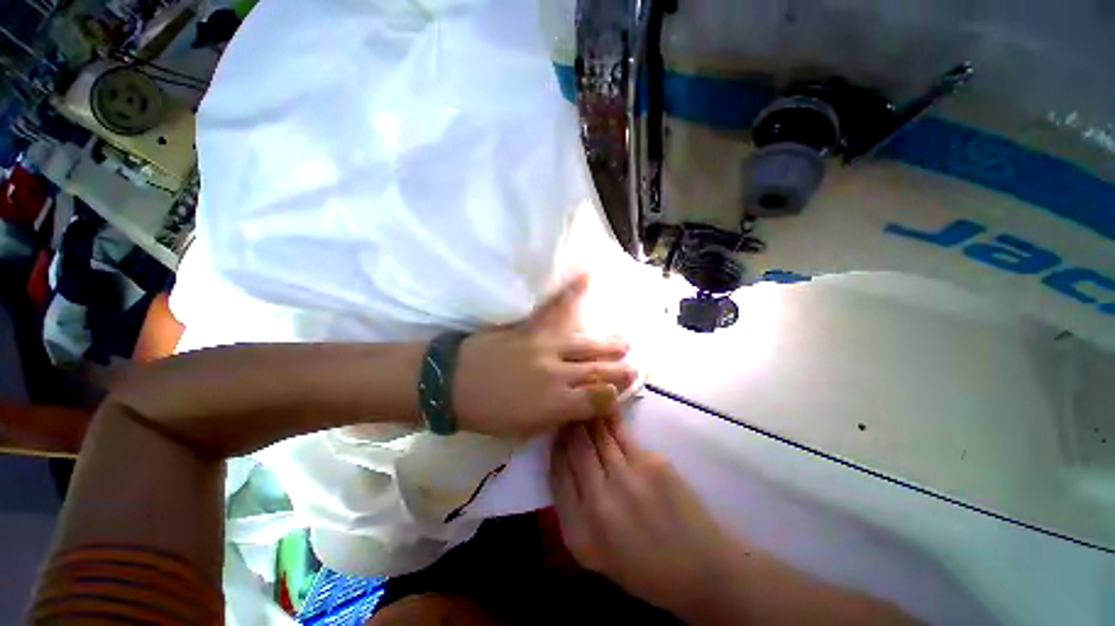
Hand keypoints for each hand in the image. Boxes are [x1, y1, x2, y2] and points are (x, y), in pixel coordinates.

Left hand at [452, 275, 636, 436]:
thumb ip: (558, 415)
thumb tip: (581, 404)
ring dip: (611, 344)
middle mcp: (557, 374)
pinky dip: (572, 291)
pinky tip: (588, 276)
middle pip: (599, 371)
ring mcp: (545, 347)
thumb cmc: (487, 413)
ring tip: (626, 342)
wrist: (451, 384)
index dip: (614, 398)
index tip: (620, 394)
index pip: (598, 400)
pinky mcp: (531, 328)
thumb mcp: (525, 428)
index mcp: (555, 404)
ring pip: (588, 344)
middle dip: (621, 371)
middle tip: (635, 368)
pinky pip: (555, 308)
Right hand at [550, 420, 740, 616]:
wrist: (701, 570)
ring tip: (587, 402)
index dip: (556, 445)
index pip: (557, 471)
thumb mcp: (596, 551)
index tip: (558, 432)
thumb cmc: (645, 567)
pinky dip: (611, 419)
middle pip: (575, 446)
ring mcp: (627, 479)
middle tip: (571, 411)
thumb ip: (574, 508)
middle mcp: (599, 502)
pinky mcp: (651, 462)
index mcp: (580, 532)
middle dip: (570, 424)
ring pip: (598, 433)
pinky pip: (621, 433)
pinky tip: (608, 407)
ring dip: (590, 416)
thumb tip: (566, 458)